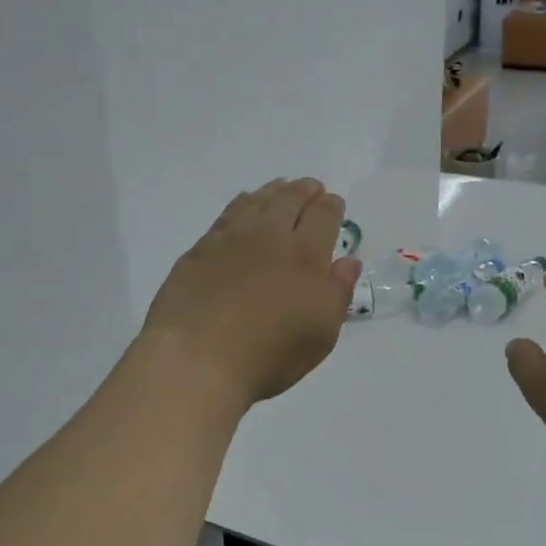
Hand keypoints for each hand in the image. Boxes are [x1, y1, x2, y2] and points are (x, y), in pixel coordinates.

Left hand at [140, 179, 361, 409]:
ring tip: (280, 188)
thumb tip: (348, 261)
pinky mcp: (201, 248)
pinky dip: (243, 203)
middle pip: (290, 200)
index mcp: (305, 255)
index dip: (332, 206)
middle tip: (311, 187)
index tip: (334, 203)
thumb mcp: (321, 333)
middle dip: (304, 190)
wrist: (197, 358)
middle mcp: (270, 236)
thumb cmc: (269, 353)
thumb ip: (338, 292)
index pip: (323, 216)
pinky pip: (228, 213)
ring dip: (273, 191)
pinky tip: (244, 206)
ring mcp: (231, 239)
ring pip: (257, 201)